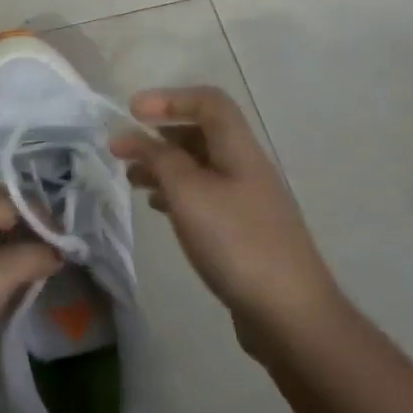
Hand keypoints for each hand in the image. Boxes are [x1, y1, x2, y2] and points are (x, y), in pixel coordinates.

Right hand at [111, 86, 338, 356]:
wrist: (290, 314)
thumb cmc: (237, 242)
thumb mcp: (189, 193)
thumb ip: (158, 158)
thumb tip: (129, 135)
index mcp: (239, 149)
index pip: (208, 102)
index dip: (169, 98)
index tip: (131, 111)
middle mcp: (246, 168)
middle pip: (202, 133)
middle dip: (160, 134)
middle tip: (122, 149)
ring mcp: (247, 201)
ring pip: (200, 167)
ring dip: (164, 165)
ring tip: (132, 179)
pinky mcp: (243, 231)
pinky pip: (204, 197)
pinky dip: (176, 194)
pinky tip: (158, 208)